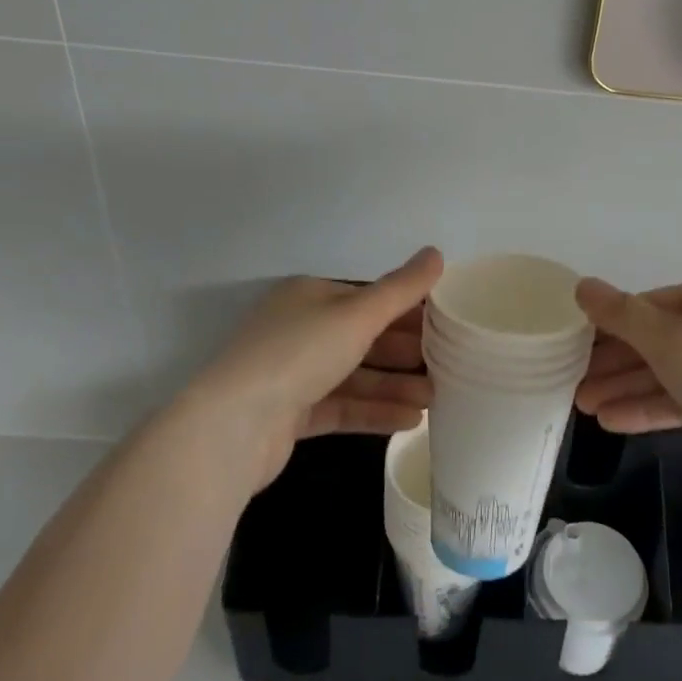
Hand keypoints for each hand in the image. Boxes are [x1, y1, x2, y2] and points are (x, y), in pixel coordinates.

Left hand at [171, 248, 442, 488]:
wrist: (233, 426)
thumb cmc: (298, 354)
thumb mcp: (357, 315)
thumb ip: (401, 289)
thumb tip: (437, 253)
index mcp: (311, 297)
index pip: (369, 298)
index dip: (409, 310)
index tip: (447, 324)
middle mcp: (300, 330)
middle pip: (364, 338)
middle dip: (406, 352)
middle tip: (449, 365)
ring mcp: (292, 375)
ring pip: (355, 375)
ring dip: (395, 385)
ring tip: (435, 399)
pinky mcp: (290, 415)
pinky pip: (342, 407)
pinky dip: (374, 411)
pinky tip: (410, 420)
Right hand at [573, 274, 681, 489]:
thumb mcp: (669, 337)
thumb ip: (621, 314)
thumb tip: (581, 285)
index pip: (654, 304)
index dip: (613, 322)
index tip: (576, 343)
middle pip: (660, 340)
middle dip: (616, 362)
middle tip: (573, 382)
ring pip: (670, 375)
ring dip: (627, 389)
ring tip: (584, 407)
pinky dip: (651, 409)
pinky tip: (613, 421)